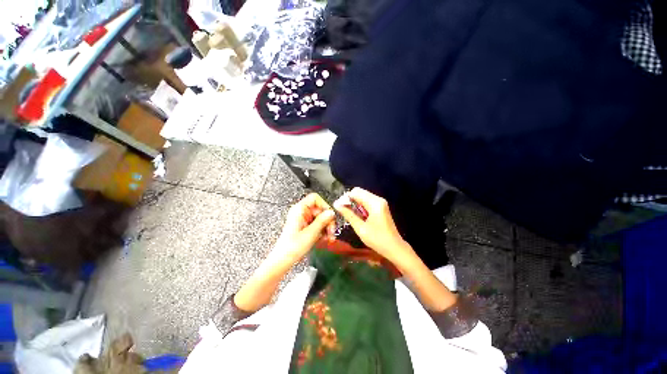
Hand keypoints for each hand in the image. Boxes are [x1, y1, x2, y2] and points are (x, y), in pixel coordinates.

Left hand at [274, 193, 335, 262]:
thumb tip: (331, 212)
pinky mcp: (305, 226)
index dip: (324, 206)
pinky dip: (322, 231)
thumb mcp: (311, 233)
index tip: (330, 216)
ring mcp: (303, 219)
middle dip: (327, 220)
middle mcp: (301, 212)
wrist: (283, 260)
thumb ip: (322, 221)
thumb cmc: (292, 247)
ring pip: (320, 218)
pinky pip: (317, 224)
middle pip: (320, 209)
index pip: (315, 198)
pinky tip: (324, 239)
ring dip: (326, 227)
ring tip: (329, 237)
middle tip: (331, 231)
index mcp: (299, 209)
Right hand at [333, 188, 412, 263]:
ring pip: (363, 196)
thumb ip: (348, 214)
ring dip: (354, 203)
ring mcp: (380, 202)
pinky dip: (360, 206)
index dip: (346, 198)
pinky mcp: (380, 207)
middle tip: (342, 211)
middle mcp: (378, 199)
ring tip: (348, 213)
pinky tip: (357, 215)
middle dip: (349, 200)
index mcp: (374, 203)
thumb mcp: (360, 228)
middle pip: (359, 192)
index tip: (339, 207)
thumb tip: (336, 205)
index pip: (356, 192)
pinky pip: (367, 201)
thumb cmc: (377, 239)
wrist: (394, 248)